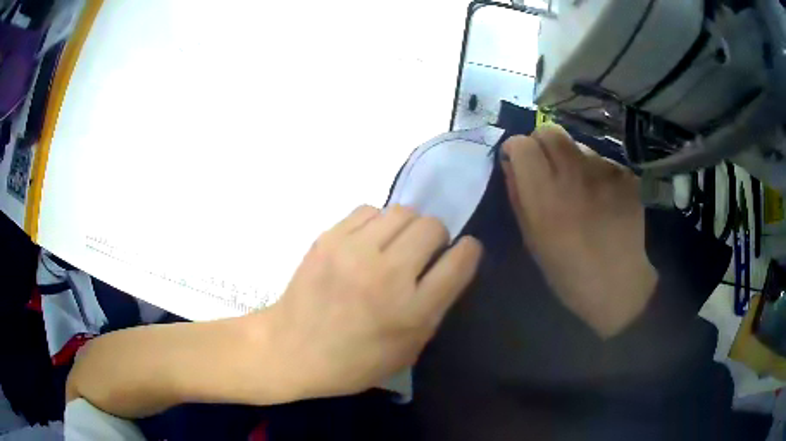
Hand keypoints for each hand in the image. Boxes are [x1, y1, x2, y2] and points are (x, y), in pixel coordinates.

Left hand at [256, 205, 482, 398]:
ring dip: (407, 227)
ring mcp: (354, 252)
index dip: (468, 251)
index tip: (463, 251)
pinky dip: (376, 223)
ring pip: (402, 211)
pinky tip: (366, 243)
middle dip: (437, 236)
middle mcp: (387, 275)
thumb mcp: (408, 348)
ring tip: (394, 246)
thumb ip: (434, 306)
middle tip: (423, 253)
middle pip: (432, 226)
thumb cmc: (354, 361)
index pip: (459, 261)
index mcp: (412, 312)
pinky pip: (368, 210)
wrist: (292, 349)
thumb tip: (447, 264)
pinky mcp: (328, 238)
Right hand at [501, 126, 657, 337]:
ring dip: (573, 160)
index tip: (519, 162)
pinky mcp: (626, 175)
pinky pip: (602, 160)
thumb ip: (518, 196)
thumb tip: (510, 162)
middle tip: (548, 168)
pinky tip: (604, 198)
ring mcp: (605, 172)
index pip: (522, 144)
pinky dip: (597, 173)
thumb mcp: (532, 239)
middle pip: (549, 132)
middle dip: (542, 144)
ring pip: (578, 145)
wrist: (618, 286)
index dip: (516, 150)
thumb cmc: (569, 272)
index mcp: (546, 197)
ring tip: (582, 190)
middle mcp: (575, 176)